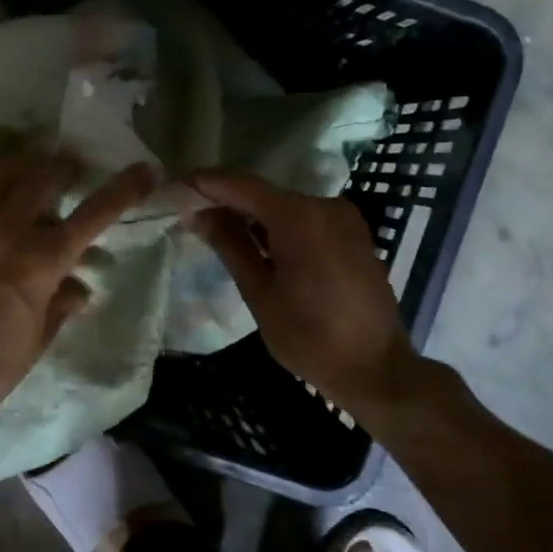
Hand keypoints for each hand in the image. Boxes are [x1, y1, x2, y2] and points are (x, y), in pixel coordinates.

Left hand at [0, 109, 156, 432]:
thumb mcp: (39, 341)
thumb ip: (62, 304)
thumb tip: (82, 286)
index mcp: (41, 263)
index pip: (94, 215)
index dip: (124, 189)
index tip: (145, 169)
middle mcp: (5, 232)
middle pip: (44, 180)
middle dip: (64, 166)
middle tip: (69, 162)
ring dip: (22, 157)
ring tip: (32, 151)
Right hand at [189, 169, 430, 417]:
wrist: (376, 368)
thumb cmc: (309, 336)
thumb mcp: (259, 292)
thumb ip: (229, 245)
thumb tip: (197, 214)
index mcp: (299, 217)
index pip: (242, 185)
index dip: (207, 184)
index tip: (176, 188)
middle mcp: (324, 205)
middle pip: (264, 193)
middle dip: (228, 200)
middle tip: (192, 213)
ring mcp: (344, 218)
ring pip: (285, 206)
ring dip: (253, 215)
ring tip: (219, 230)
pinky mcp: (354, 234)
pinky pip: (306, 218)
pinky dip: (279, 226)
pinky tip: (259, 244)